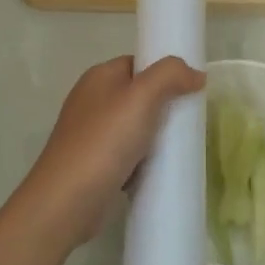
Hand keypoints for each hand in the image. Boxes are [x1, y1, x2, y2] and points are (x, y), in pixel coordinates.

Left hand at [19, 55, 205, 245]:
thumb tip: (196, 74)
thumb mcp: (141, 97)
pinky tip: (157, 171)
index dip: (164, 74)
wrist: (68, 200)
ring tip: (179, 148)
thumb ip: (170, 75)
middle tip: (189, 122)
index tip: (190, 91)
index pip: (138, 64)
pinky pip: (128, 155)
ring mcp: (91, 134)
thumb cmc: (105, 141)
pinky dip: (143, 161)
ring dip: (155, 137)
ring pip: (135, 128)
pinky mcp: (94, 164)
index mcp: (99, 77)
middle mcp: (92, 101)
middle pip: (139, 96)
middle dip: (164, 108)